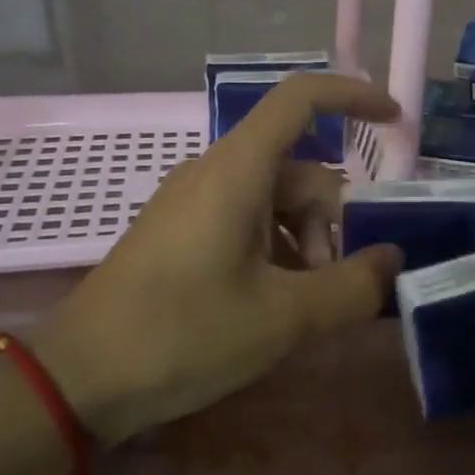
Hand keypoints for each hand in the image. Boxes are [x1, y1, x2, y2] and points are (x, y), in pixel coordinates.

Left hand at [33, 74, 402, 445]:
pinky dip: (273, 250)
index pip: (301, 98)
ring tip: (300, 305)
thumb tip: (392, 260)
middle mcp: (214, 171)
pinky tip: (270, 303)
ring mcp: (192, 201)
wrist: (79, 378)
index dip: (353, 96)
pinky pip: (244, 221)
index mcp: (237, 169)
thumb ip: (351, 286)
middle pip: (298, 169)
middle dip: (330, 221)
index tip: (395, 121)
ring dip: (303, 243)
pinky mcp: (179, 231)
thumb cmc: (184, 334)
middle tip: (332, 284)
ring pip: (273, 200)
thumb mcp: (283, 317)